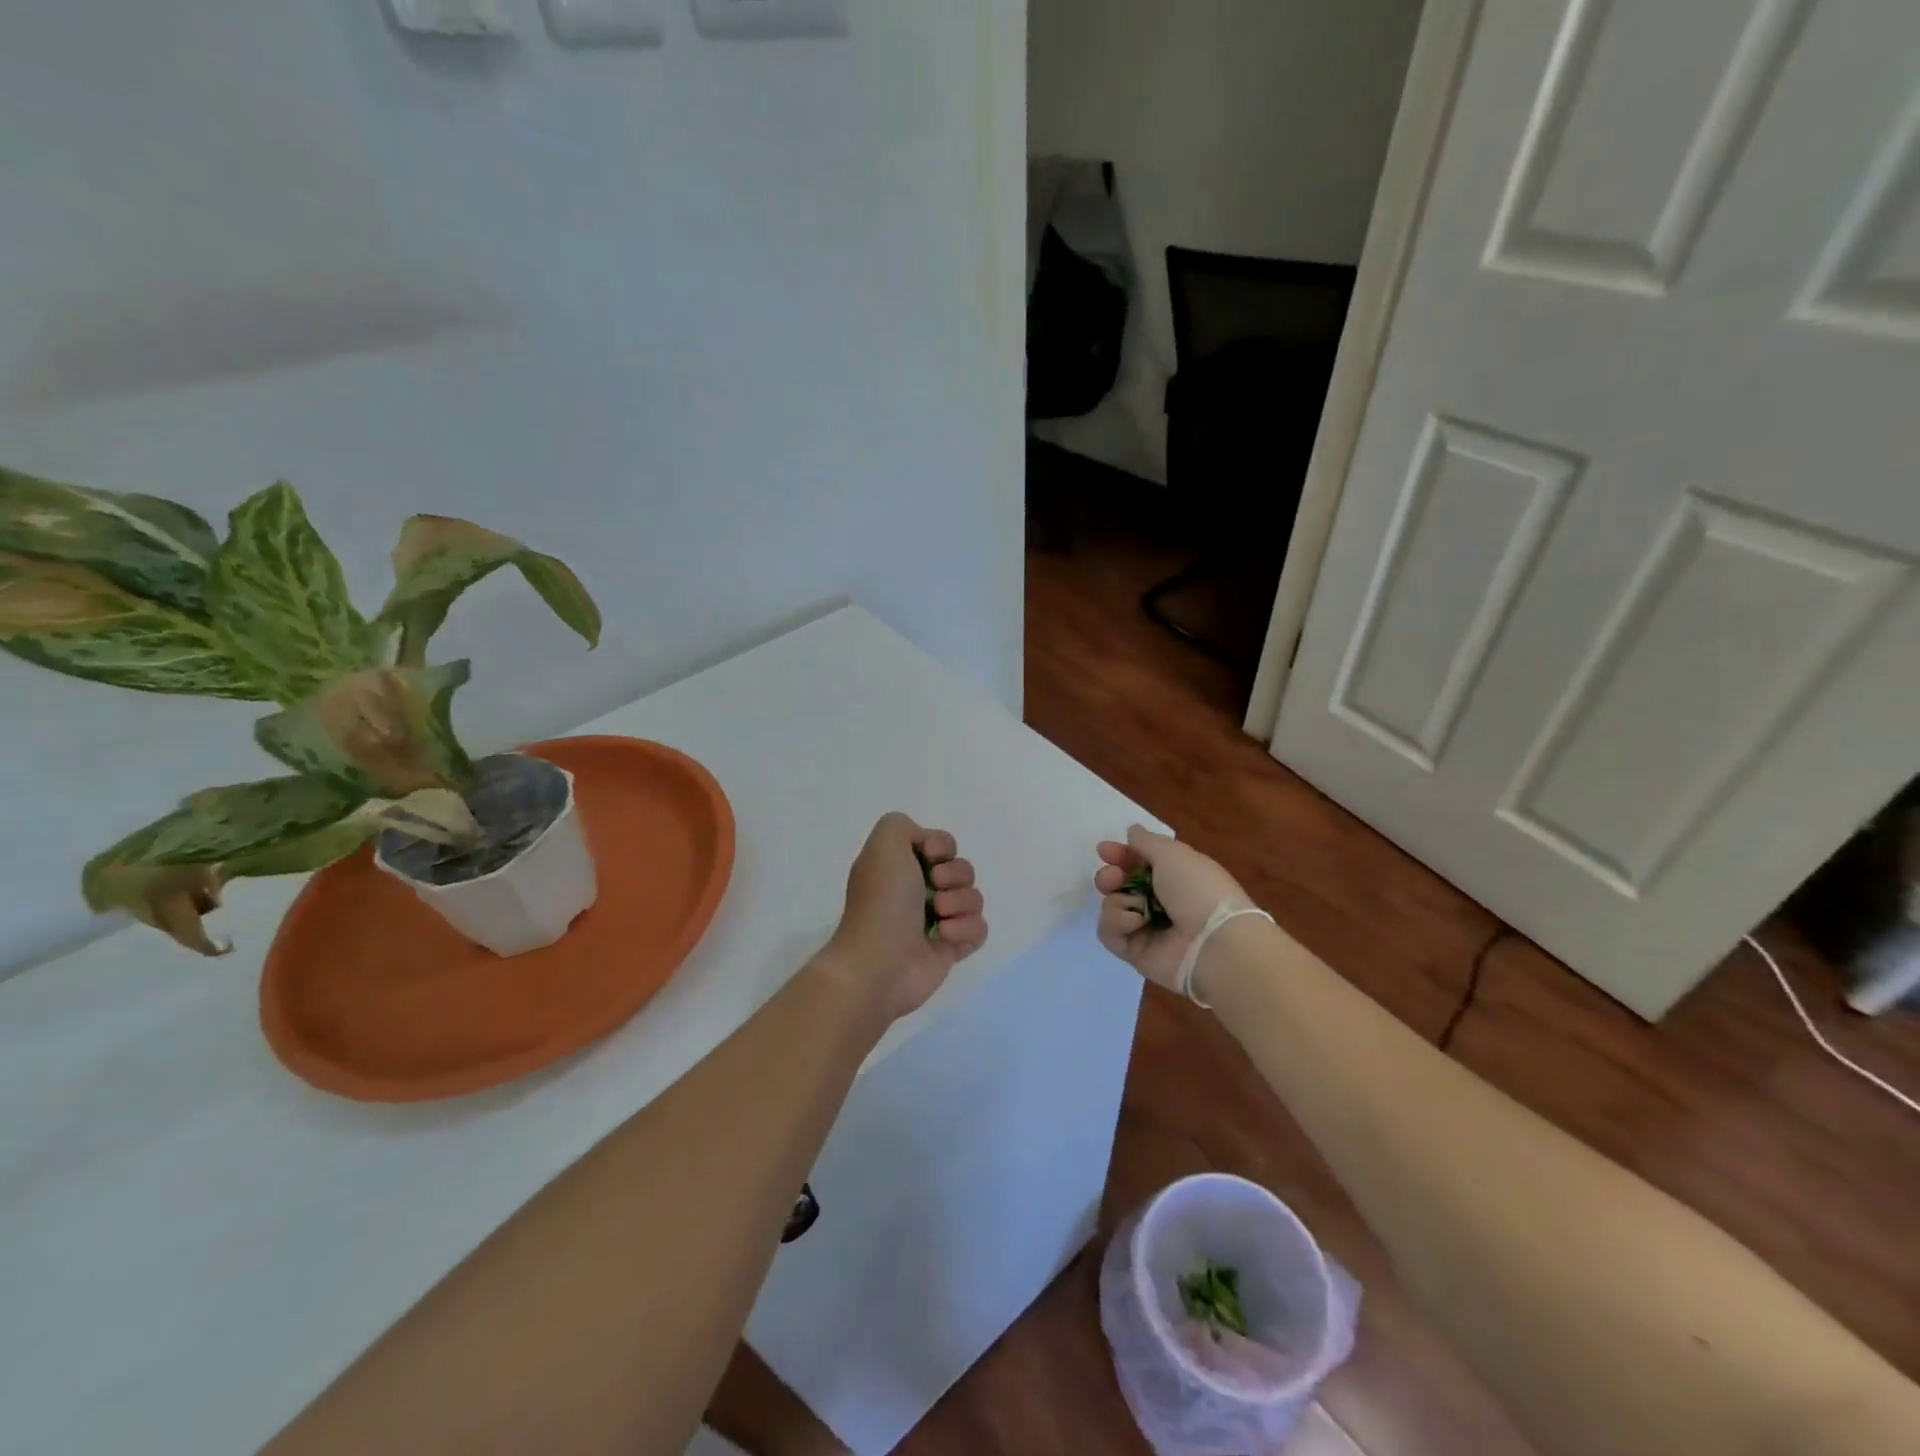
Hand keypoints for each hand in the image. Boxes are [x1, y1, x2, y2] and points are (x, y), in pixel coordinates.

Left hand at [823, 813, 987, 1021]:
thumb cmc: (882, 902)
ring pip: (974, 898)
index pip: (944, 844)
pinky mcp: (952, 948)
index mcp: (903, 866)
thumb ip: (902, 825)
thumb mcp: (884, 844)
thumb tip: (928, 847)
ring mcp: (938, 921)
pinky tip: (944, 938)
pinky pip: (979, 929)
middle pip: (963, 869)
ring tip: (938, 918)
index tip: (930, 856)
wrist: (879, 963)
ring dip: (959, 904)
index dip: (943, 846)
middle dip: (955, 876)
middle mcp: (920, 890)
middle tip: (934, 888)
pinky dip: (966, 930)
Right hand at [1094, 825, 1251, 992]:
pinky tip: (1136, 923)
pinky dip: (1117, 924)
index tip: (1104, 851)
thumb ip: (1147, 842)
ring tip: (1137, 907)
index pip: (1138, 863)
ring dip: (1118, 901)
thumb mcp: (1173, 854)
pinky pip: (1109, 933)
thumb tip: (1132, 831)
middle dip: (1110, 877)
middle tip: (1112, 878)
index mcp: (1173, 877)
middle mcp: (1159, 902)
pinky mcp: (1134, 952)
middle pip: (1119, 885)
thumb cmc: (1197, 890)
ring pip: (1111, 907)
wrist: (1214, 943)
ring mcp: (1146, 928)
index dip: (1120, 855)